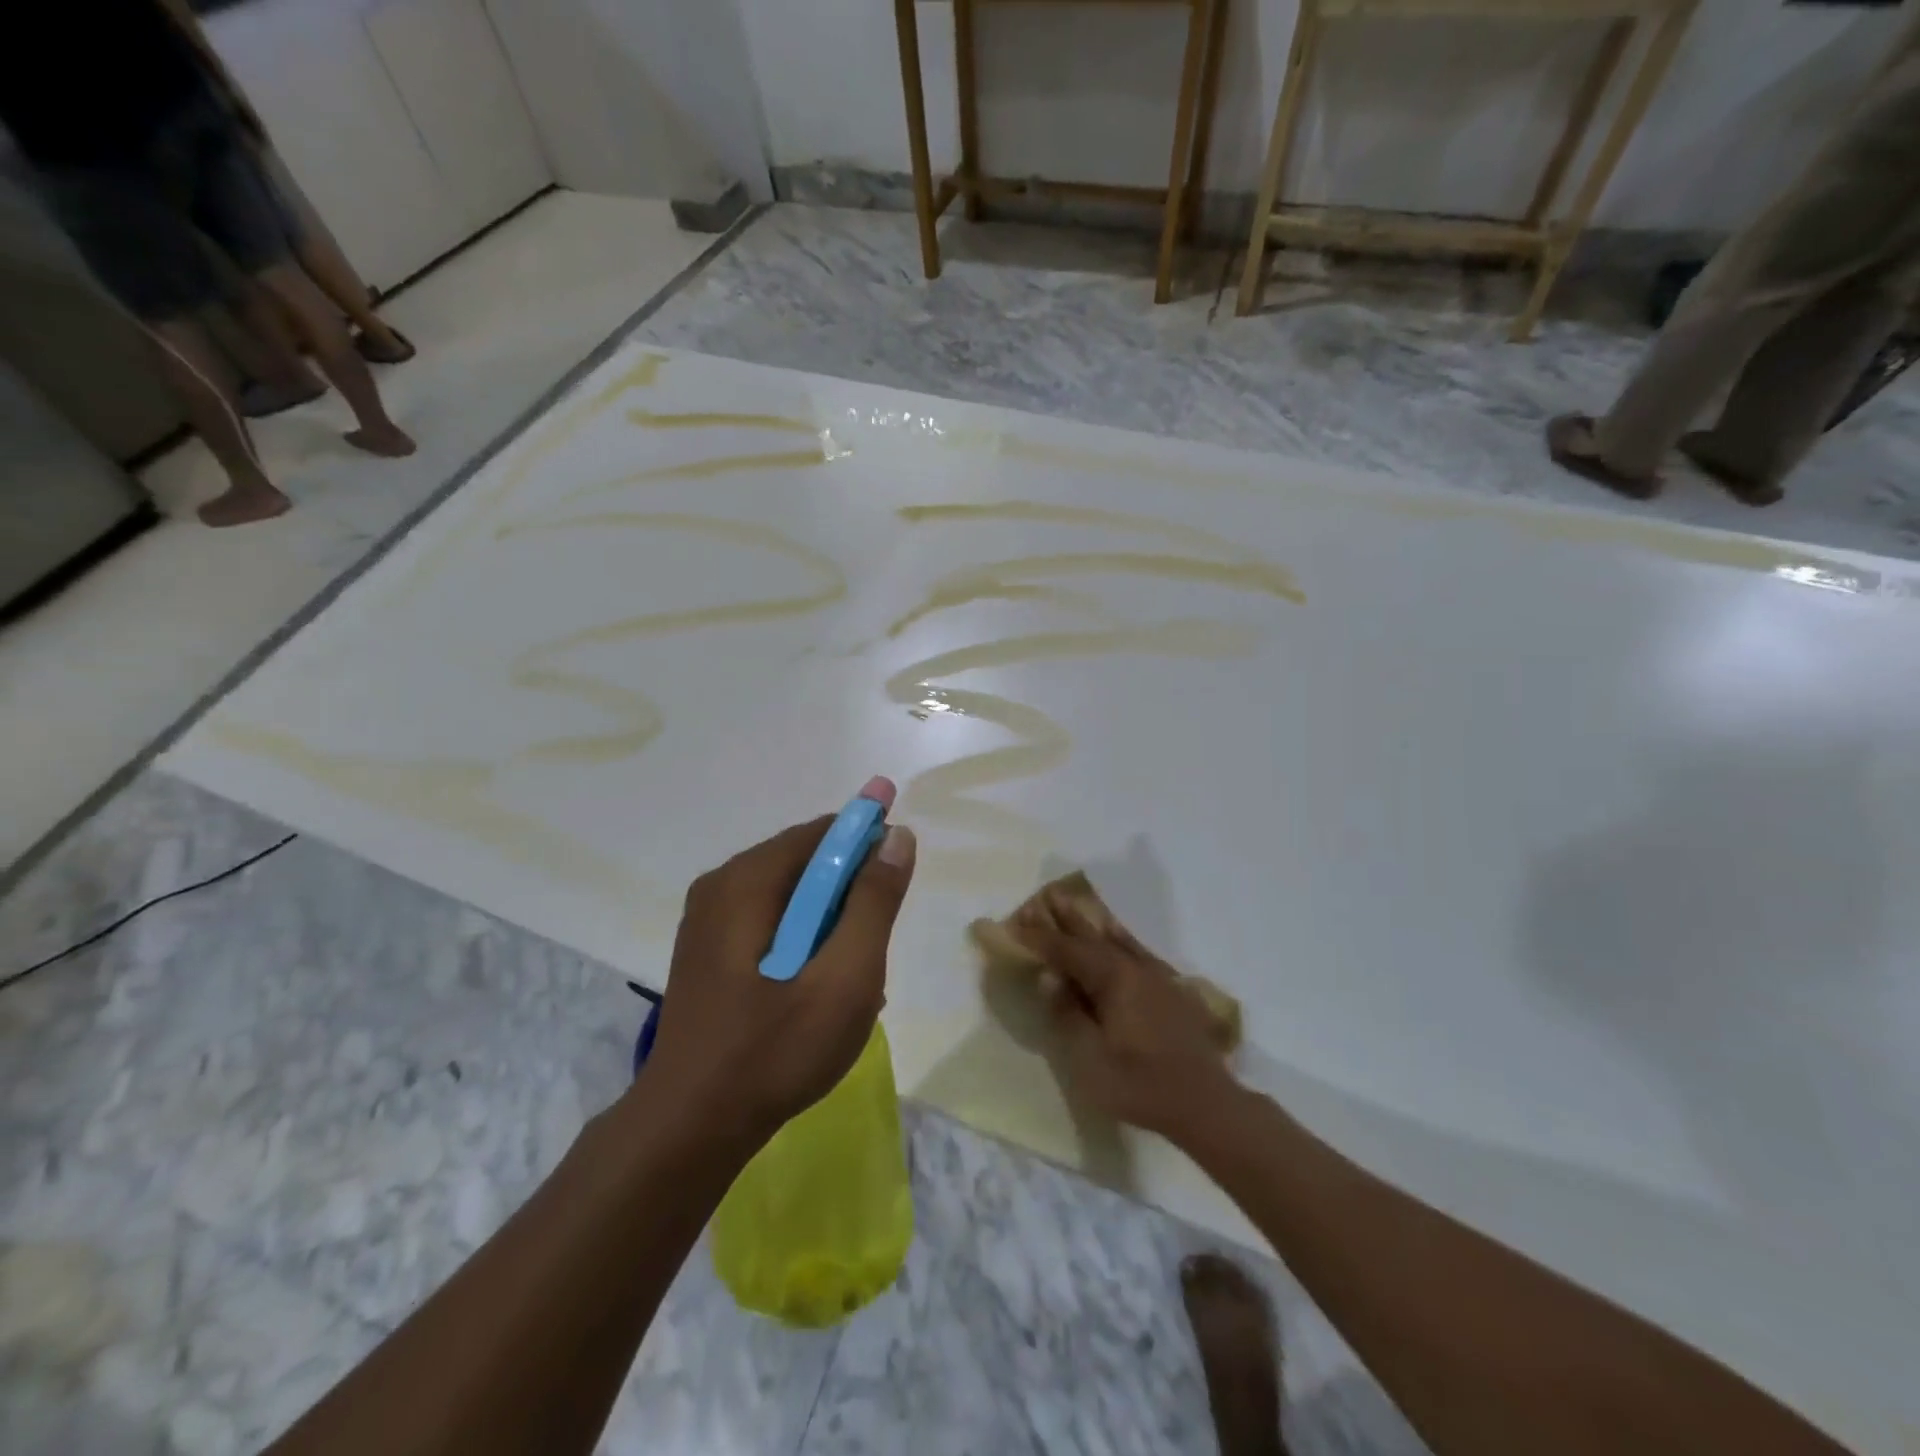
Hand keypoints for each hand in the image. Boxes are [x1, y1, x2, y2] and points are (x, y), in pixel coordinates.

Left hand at [638, 778, 916, 1151]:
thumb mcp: (844, 977)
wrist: (690, 1128)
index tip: (898, 884)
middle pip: (806, 862)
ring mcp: (708, 919)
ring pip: (792, 895)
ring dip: (831, 922)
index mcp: (747, 880)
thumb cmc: (775, 1051)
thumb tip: (896, 837)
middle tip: (873, 950)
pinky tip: (817, 988)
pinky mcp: (708, 950)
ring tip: (850, 978)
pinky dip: (804, 940)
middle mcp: (722, 885)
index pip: (823, 832)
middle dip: (850, 894)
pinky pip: (771, 922)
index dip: (870, 844)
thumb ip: (874, 902)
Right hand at [1015, 898, 1238, 1144]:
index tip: (1015, 923)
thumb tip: (1050, 979)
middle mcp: (1134, 968)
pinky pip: (1138, 951)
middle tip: (1044, 895)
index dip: (1040, 938)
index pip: (1068, 951)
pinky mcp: (1171, 990)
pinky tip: (1117, 934)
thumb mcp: (1091, 1059)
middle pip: (1092, 937)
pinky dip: (1121, 937)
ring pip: (1116, 940)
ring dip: (1091, 923)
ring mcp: (1156, 977)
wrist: (1206, 1104)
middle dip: (1065, 918)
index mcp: (1113, 979)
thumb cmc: (1141, 1085)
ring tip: (1073, 902)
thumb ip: (1068, 1015)